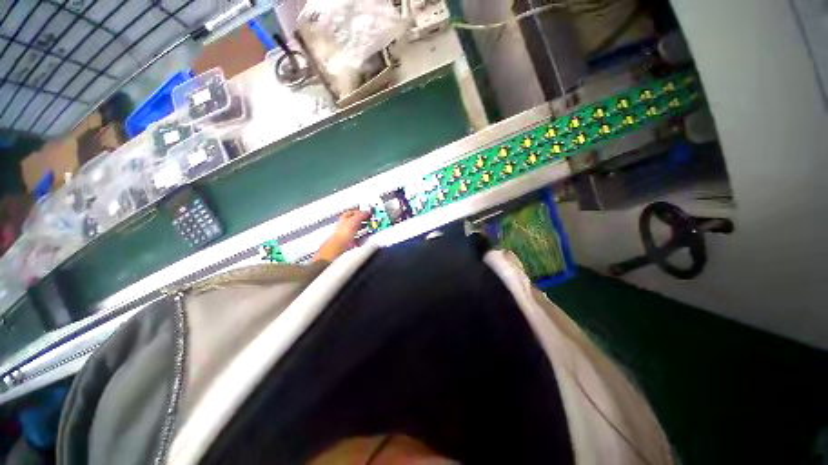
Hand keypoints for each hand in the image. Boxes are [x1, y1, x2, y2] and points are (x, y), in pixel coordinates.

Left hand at [314, 210, 371, 261]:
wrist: (339, 247)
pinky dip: (362, 238)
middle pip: (356, 221)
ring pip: (357, 230)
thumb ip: (361, 215)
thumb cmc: (343, 233)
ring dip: (364, 229)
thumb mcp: (354, 221)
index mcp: (344, 218)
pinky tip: (366, 239)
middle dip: (363, 221)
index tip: (369, 213)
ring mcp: (347, 234)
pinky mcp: (350, 242)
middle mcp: (345, 226)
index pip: (353, 212)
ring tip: (370, 229)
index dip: (361, 212)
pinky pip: (358, 239)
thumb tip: (367, 212)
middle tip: (371, 221)